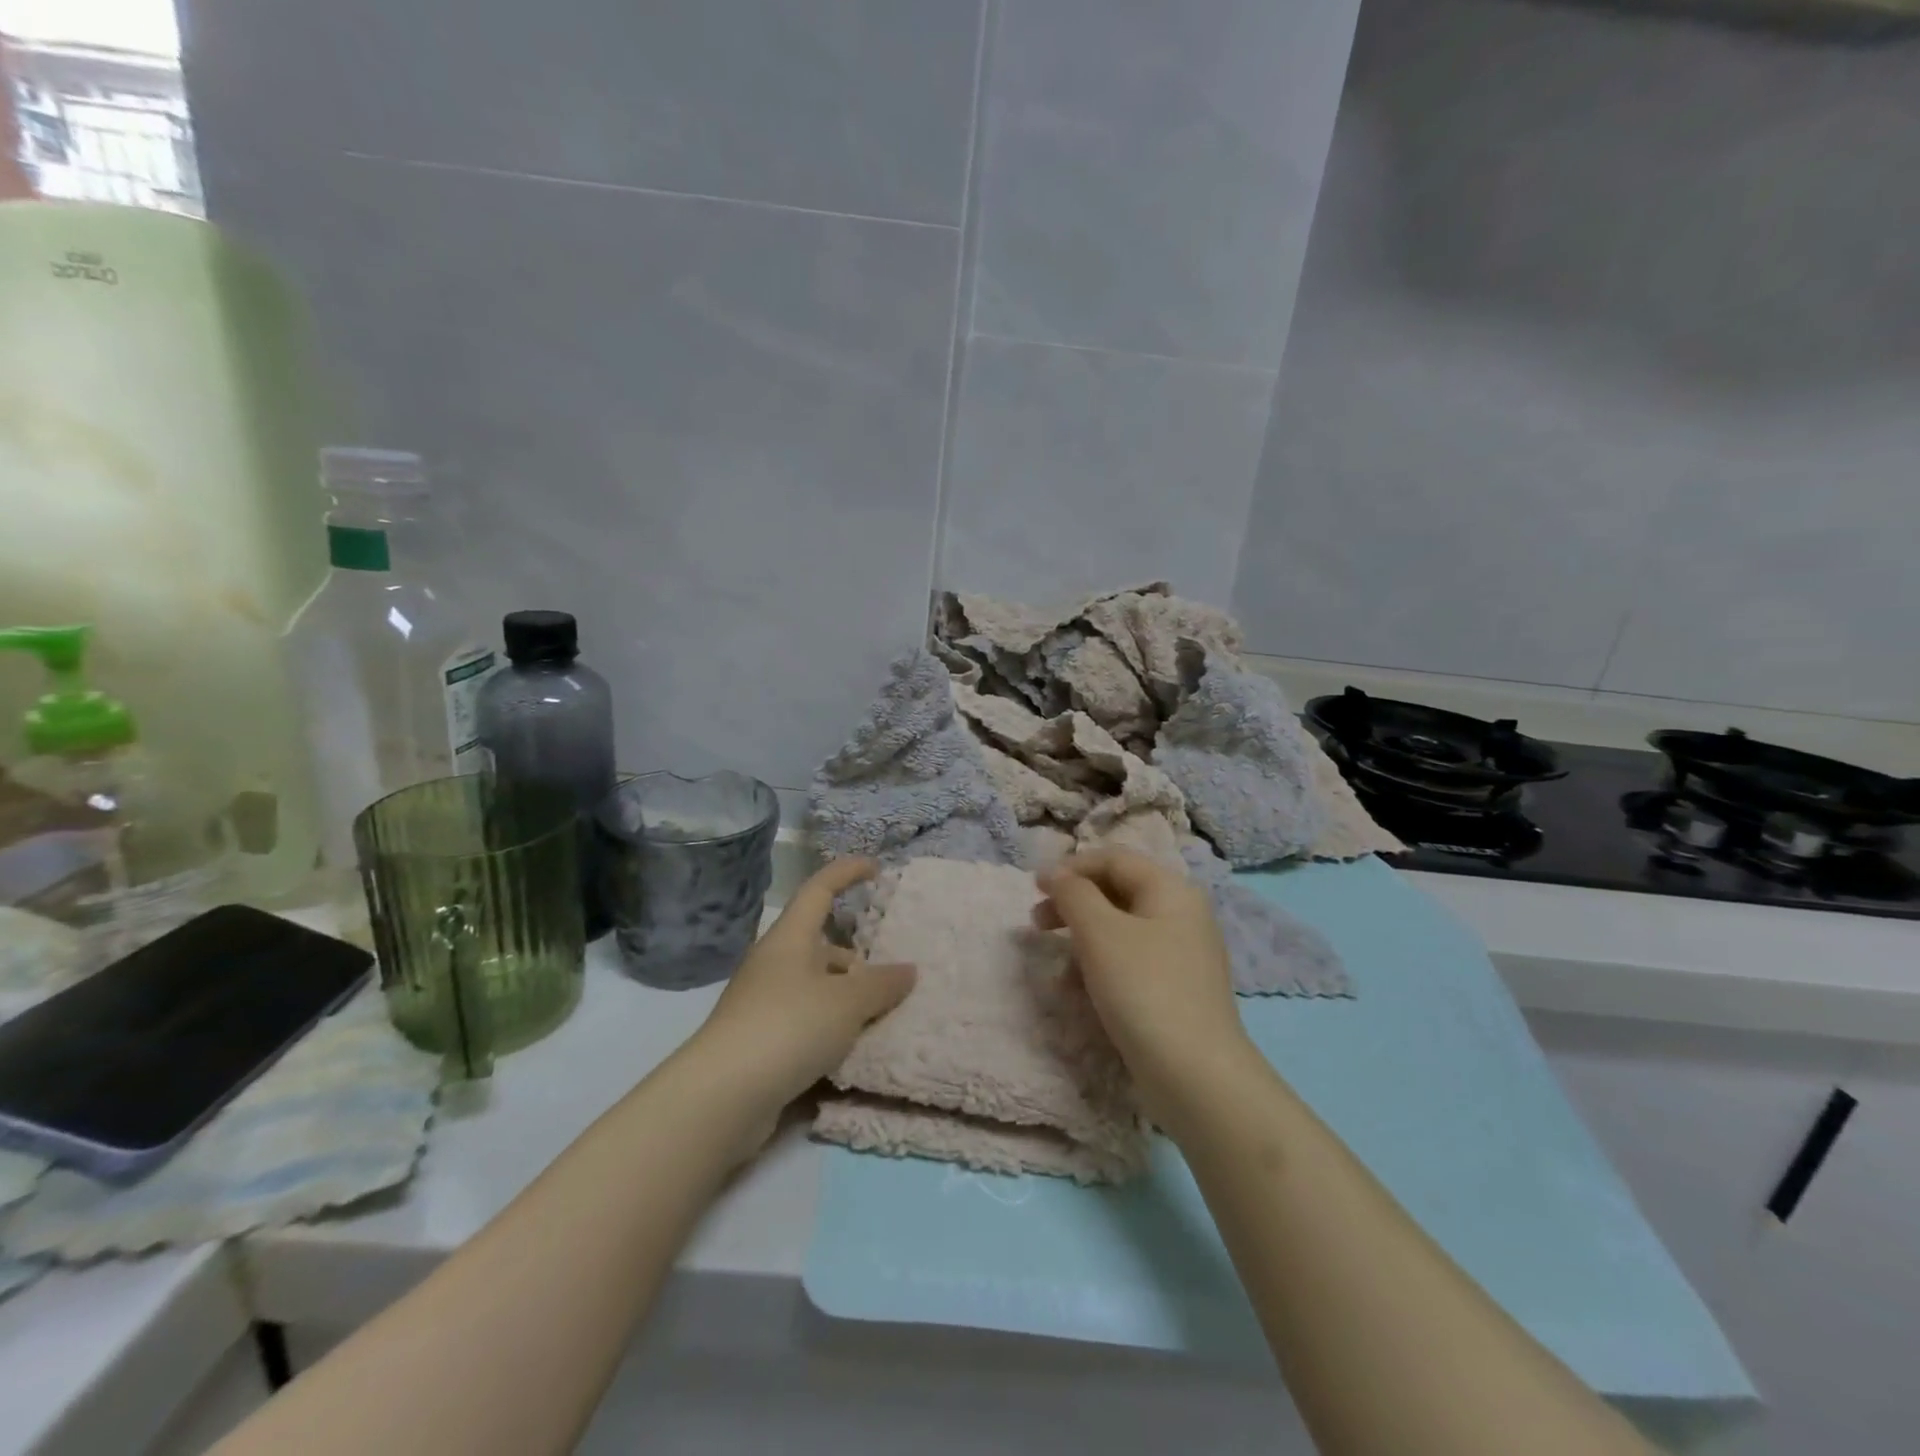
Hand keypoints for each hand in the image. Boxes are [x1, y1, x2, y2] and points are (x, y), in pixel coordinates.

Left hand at [692, 857, 914, 1125]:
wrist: (721, 1097)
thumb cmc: (788, 1027)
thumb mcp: (847, 1003)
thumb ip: (882, 984)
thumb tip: (908, 970)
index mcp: (790, 939)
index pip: (820, 889)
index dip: (847, 872)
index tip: (876, 868)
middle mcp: (774, 963)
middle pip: (821, 944)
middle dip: (856, 955)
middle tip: (891, 975)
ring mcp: (763, 1002)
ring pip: (815, 985)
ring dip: (846, 996)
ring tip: (881, 1017)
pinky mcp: (760, 1040)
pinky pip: (806, 1020)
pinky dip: (831, 1026)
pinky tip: (853, 1047)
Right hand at [1035, 849, 1253, 1118]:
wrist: (1196, 1076)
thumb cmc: (1144, 990)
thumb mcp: (1100, 933)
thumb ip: (1073, 894)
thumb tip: (1055, 873)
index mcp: (1170, 890)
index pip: (1114, 859)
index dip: (1071, 867)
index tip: (1034, 887)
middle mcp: (1181, 915)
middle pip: (1117, 893)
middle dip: (1073, 904)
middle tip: (1037, 922)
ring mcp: (1181, 956)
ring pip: (1120, 932)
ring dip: (1082, 942)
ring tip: (1057, 971)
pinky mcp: (1175, 991)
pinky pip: (1130, 965)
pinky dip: (1101, 970)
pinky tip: (1079, 995)